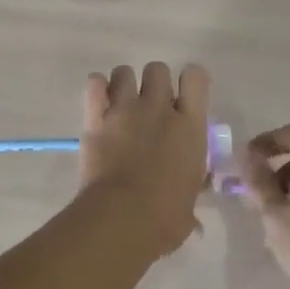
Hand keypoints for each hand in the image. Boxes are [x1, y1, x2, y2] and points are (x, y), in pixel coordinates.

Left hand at [79, 63, 210, 255]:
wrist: (121, 219)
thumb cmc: (164, 219)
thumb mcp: (189, 204)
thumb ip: (189, 195)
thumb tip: (193, 216)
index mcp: (190, 126)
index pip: (196, 78)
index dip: (191, 81)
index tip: (186, 96)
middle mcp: (159, 108)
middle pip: (157, 69)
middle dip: (155, 83)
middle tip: (150, 107)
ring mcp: (125, 109)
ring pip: (124, 71)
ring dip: (123, 84)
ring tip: (122, 105)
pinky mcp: (96, 118)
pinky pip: (94, 84)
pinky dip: (96, 89)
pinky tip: (99, 104)